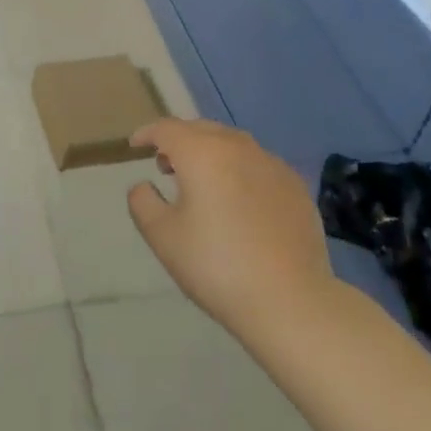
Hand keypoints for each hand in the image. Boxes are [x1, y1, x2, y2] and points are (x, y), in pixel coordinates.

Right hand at [127, 119, 333, 335]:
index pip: (167, 128)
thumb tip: (144, 185)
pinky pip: (258, 164)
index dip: (147, 133)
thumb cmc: (217, 266)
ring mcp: (271, 163)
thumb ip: (142, 202)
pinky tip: (239, 200)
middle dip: (179, 140)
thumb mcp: (163, 237)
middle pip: (201, 129)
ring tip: (202, 181)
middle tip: (165, 165)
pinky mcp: (295, 185)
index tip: (135, 145)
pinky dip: (240, 170)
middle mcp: (238, 146)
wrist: (290, 301)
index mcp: (202, 152)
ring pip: (232, 144)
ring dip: (210, 153)